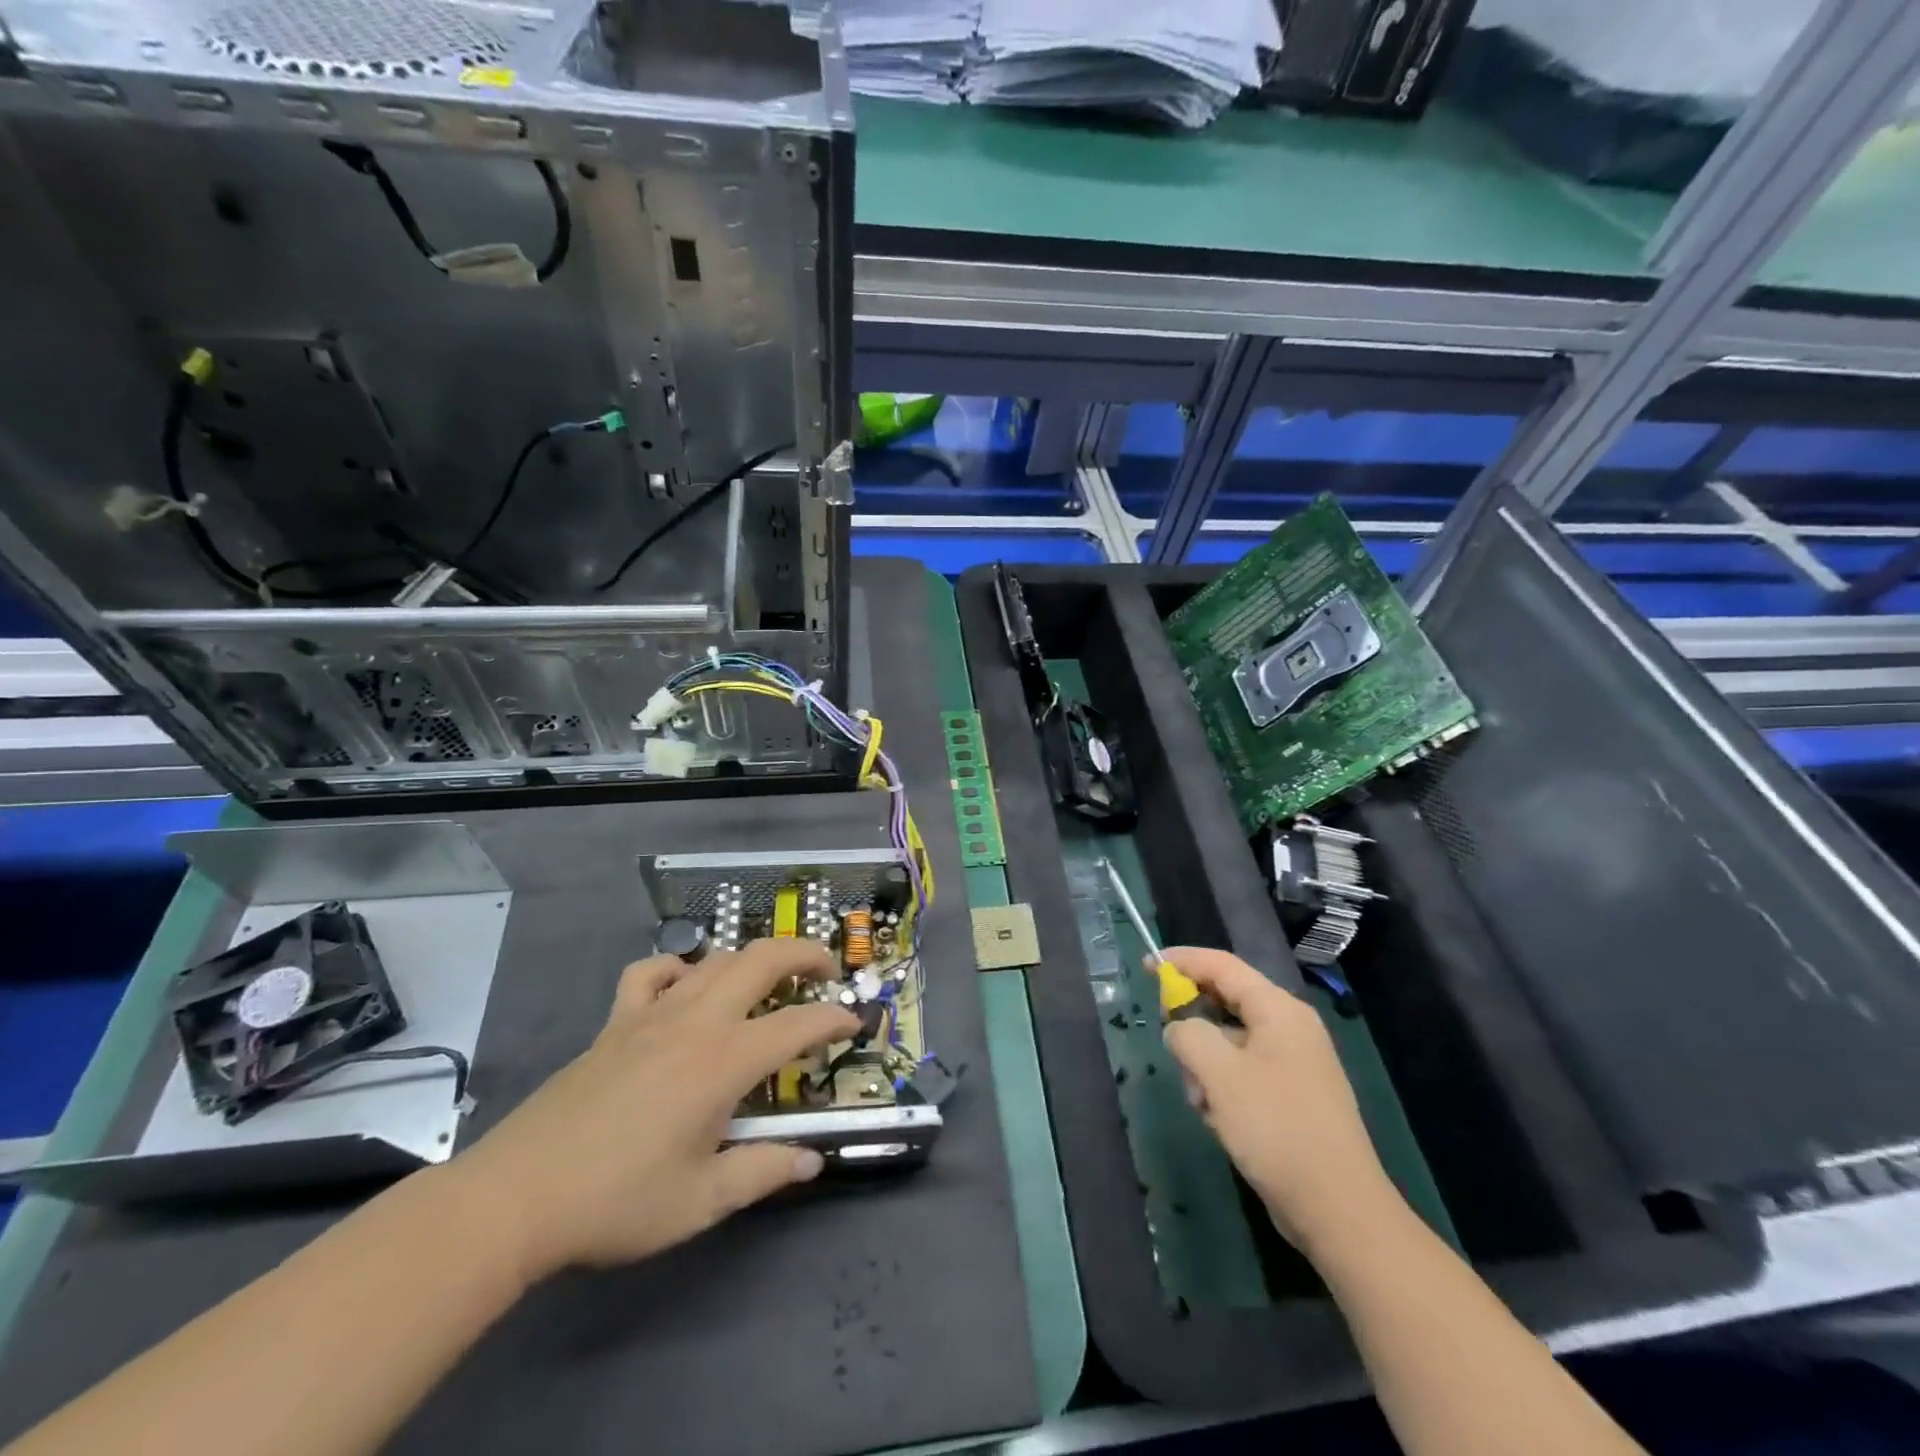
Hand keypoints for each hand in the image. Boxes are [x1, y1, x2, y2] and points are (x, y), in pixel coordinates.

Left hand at [453, 938, 858, 1284]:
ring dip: (753, 959)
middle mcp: (696, 1021)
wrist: (517, 1197)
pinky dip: (678, 968)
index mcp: (724, 1060)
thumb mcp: (701, 1201)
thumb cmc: (617, 1201)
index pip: (798, 1024)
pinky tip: (685, 987)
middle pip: (762, 959)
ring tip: (771, 979)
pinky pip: (651, 973)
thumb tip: (811, 1159)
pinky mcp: (615, 1022)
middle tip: (827, 974)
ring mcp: (652, 1014)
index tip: (854, 1025)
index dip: (834, 1019)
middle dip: (806, 955)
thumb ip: (763, 1172)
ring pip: (715, 960)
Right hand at [1160, 946, 1396, 1250]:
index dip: (1181, 961)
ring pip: (1230, 1042)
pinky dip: (1223, 1087)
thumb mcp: (1219, 1074)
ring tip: (1202, 1101)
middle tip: (1170, 1047)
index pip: (1222, 965)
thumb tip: (1179, 1029)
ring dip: (1206, 1065)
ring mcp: (1294, 1063)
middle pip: (1226, 1002)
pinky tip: (1218, 1120)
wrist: (1338, 1211)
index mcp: (1279, 1010)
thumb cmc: (1276, 1129)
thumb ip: (1188, 1035)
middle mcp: (1290, 1028)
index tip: (1145, 967)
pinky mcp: (1292, 1096)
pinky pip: (1244, 1072)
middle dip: (1193, 1024)